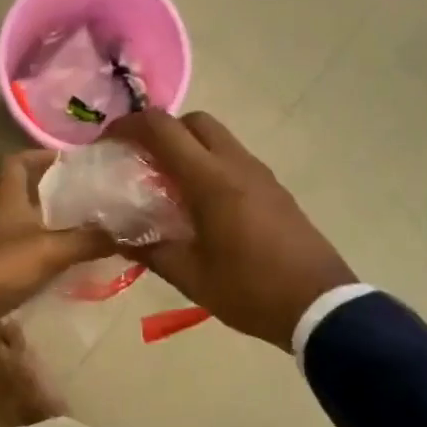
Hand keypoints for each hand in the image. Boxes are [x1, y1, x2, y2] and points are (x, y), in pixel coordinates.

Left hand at [0, 151, 112, 347]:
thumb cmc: (0, 267)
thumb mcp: (51, 250)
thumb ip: (90, 240)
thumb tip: (129, 233)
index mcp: (4, 194)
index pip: (18, 160)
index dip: (41, 156)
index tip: (70, 162)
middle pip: (19, 189)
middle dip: (48, 189)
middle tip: (81, 195)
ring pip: (19, 220)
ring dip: (44, 220)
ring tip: (79, 225)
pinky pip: (18, 248)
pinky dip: (38, 249)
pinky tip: (61, 259)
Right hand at [103, 110, 354, 350]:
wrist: (318, 304)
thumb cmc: (250, 290)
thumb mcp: (191, 277)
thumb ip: (151, 251)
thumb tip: (120, 238)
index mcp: (212, 181)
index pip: (164, 130)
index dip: (130, 126)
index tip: (108, 142)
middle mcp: (238, 165)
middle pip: (195, 122)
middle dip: (162, 131)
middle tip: (141, 161)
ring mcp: (261, 175)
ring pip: (218, 138)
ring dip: (188, 148)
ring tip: (166, 185)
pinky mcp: (275, 189)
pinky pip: (234, 159)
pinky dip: (210, 165)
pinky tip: (200, 204)